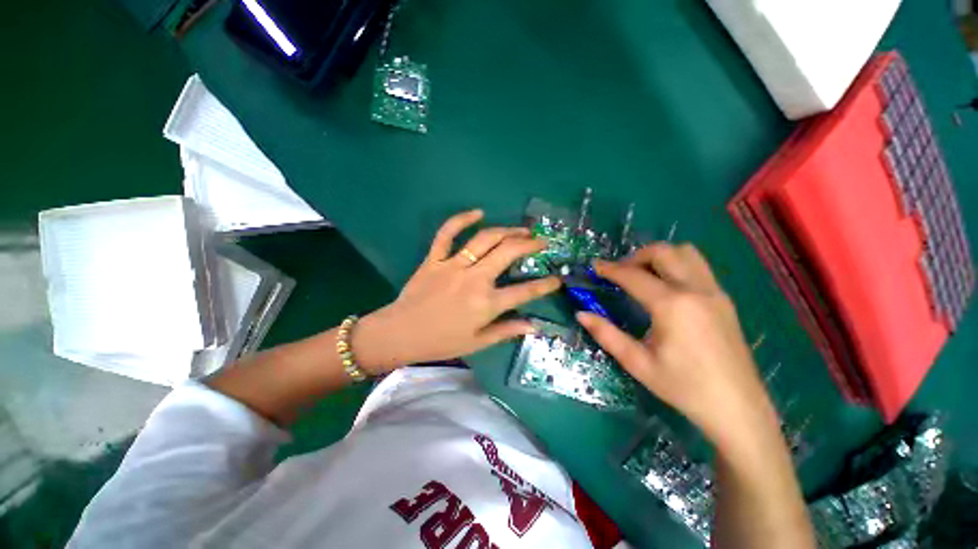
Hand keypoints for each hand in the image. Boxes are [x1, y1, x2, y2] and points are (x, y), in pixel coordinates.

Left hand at [354, 209, 561, 373]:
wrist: (399, 334)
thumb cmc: (441, 341)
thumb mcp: (477, 342)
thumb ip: (507, 331)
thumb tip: (534, 326)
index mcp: (486, 304)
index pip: (524, 292)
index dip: (545, 285)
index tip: (557, 279)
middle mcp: (474, 279)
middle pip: (508, 253)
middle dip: (530, 245)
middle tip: (541, 242)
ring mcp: (453, 265)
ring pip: (485, 239)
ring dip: (507, 230)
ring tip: (521, 230)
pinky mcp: (434, 258)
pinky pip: (447, 233)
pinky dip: (461, 219)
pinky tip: (477, 212)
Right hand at [576, 243, 777, 452]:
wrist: (737, 408)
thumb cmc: (683, 387)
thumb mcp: (637, 363)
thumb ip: (606, 334)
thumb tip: (581, 314)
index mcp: (672, 305)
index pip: (633, 276)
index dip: (610, 269)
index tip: (594, 266)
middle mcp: (696, 290)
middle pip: (663, 252)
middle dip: (635, 256)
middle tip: (619, 273)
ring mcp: (714, 292)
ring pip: (686, 253)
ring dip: (659, 256)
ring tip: (643, 275)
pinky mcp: (724, 299)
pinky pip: (698, 266)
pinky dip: (677, 265)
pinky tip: (666, 288)